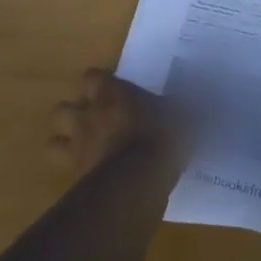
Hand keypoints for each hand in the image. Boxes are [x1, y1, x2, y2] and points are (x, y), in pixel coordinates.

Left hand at [47, 68, 183, 178]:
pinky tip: (89, 183)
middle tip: (93, 123)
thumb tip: (208, 95)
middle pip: (62, 109)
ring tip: (83, 152)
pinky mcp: (74, 181)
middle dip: (73, 115)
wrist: (136, 183)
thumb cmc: (159, 138)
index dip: (99, 83)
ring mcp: (77, 149)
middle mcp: (88, 117)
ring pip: (53, 143)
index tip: (112, 90)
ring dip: (65, 145)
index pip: (92, 77)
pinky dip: (73, 178)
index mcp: (111, 95)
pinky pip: (63, 177)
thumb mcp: (183, 117)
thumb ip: (188, 106)